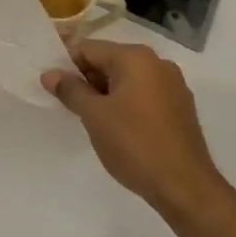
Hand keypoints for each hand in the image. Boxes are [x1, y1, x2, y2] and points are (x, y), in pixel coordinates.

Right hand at [43, 40, 230, 229]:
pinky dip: (125, 103)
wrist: (186, 188)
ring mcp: (173, 86)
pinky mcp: (179, 108)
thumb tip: (49, 74)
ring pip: (126, 79)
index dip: (65, 63)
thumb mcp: (94, 115)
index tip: (50, 83)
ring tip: (89, 117)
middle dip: (85, 79)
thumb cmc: (135, 144)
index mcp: (135, 57)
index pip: (88, 48)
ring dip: (104, 93)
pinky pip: (143, 95)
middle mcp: (157, 63)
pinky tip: (116, 127)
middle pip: (108, 61)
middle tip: (66, 102)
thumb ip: (70, 89)